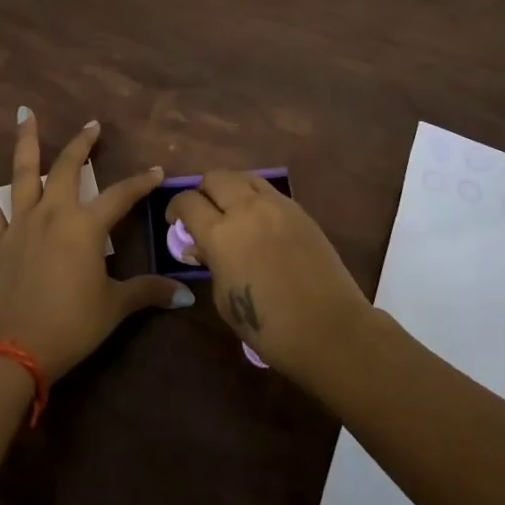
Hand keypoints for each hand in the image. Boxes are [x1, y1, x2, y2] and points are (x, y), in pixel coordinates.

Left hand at [0, 108, 191, 379]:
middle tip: (92, 125)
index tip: (156, 171)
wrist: (18, 348)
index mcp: (86, 226)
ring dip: (27, 141)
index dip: (141, 182)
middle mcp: (53, 214)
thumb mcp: (115, 306)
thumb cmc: (73, 324)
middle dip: (82, 144)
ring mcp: (22, 224)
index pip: (121, 195)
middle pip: (68, 169)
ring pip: (23, 173)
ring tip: (25, 113)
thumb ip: (148, 292)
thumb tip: (184, 294)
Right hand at [167, 171, 373, 381]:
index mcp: (221, 233)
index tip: (176, 222)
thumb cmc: (267, 325)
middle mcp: (247, 209)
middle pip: (215, 177)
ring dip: (231, 189)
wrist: (328, 327)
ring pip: (245, 176)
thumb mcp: (224, 298)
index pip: (188, 201)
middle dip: (203, 191)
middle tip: (203, 213)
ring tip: (232, 212)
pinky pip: (270, 192)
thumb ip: (210, 263)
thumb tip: (201, 247)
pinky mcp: (300, 211)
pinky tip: (259, 222)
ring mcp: (277, 205)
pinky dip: (256, 198)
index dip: (176, 209)